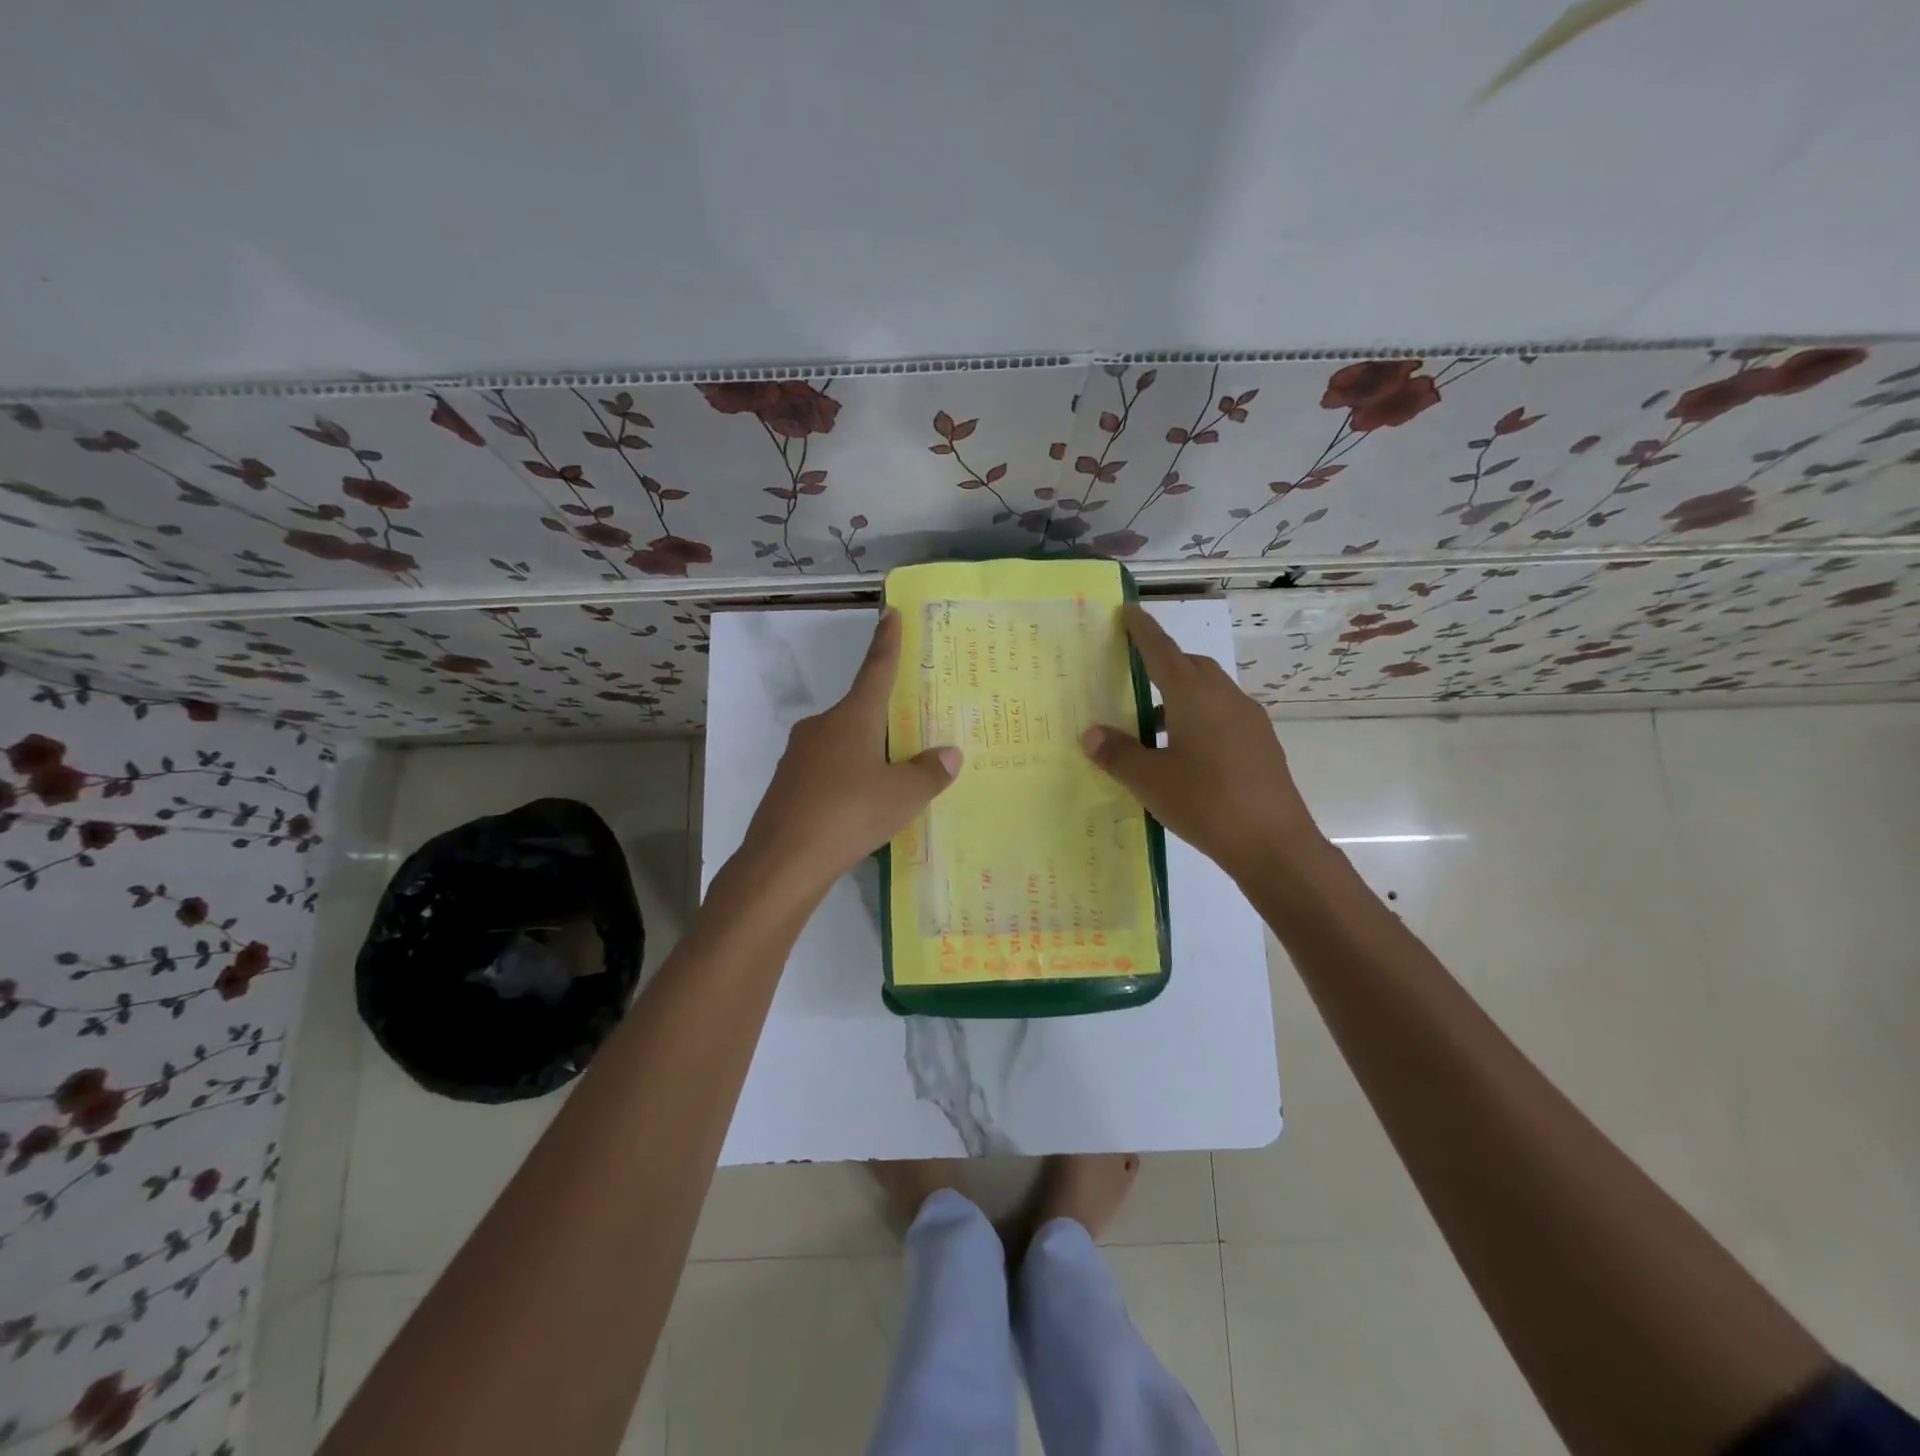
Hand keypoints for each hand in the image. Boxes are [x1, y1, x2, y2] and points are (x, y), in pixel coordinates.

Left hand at [737, 609, 961, 897]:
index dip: (887, 641)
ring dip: (866, 753)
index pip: (876, 668)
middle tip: (910, 730)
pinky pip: (826, 770)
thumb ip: (929, 773)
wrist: (783, 861)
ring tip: (890, 781)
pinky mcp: (787, 783)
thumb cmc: (850, 814)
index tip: (889, 613)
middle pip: (861, 711)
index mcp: (853, 717)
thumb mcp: (904, 796)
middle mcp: (823, 726)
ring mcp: (799, 754)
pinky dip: (846, 778)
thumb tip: (948, 754)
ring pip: (842, 743)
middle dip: (884, 719)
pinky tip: (858, 807)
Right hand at [1081, 604, 1323, 882]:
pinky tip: (1188, 753)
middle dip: (1165, 663)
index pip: (1163, 651)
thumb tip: (1090, 734)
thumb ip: (1117, 753)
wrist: (1274, 843)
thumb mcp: (1150, 780)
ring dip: (1183, 697)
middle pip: (1192, 667)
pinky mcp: (1262, 744)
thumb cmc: (1205, 802)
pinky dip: (1201, 718)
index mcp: (1194, 696)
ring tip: (1155, 727)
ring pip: (1211, 692)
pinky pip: (1225, 715)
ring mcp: (1250, 720)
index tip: (1130, 611)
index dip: (1143, 631)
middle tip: (1137, 676)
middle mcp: (1225, 698)